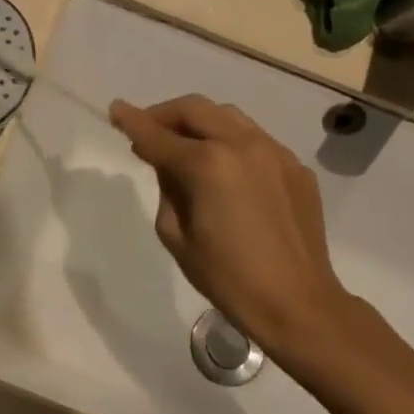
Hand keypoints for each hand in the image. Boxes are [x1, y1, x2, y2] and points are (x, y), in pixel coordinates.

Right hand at [109, 95, 369, 370]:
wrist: (298, 303)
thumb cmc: (228, 277)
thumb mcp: (176, 235)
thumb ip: (167, 189)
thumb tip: (169, 165)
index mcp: (208, 165)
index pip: (158, 136)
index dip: (132, 121)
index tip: (115, 110)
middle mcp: (242, 145)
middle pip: (195, 110)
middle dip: (165, 114)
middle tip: (147, 130)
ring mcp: (275, 153)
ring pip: (228, 116)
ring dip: (200, 122)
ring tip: (185, 144)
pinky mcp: (296, 167)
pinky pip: (255, 140)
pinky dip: (231, 143)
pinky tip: (226, 171)